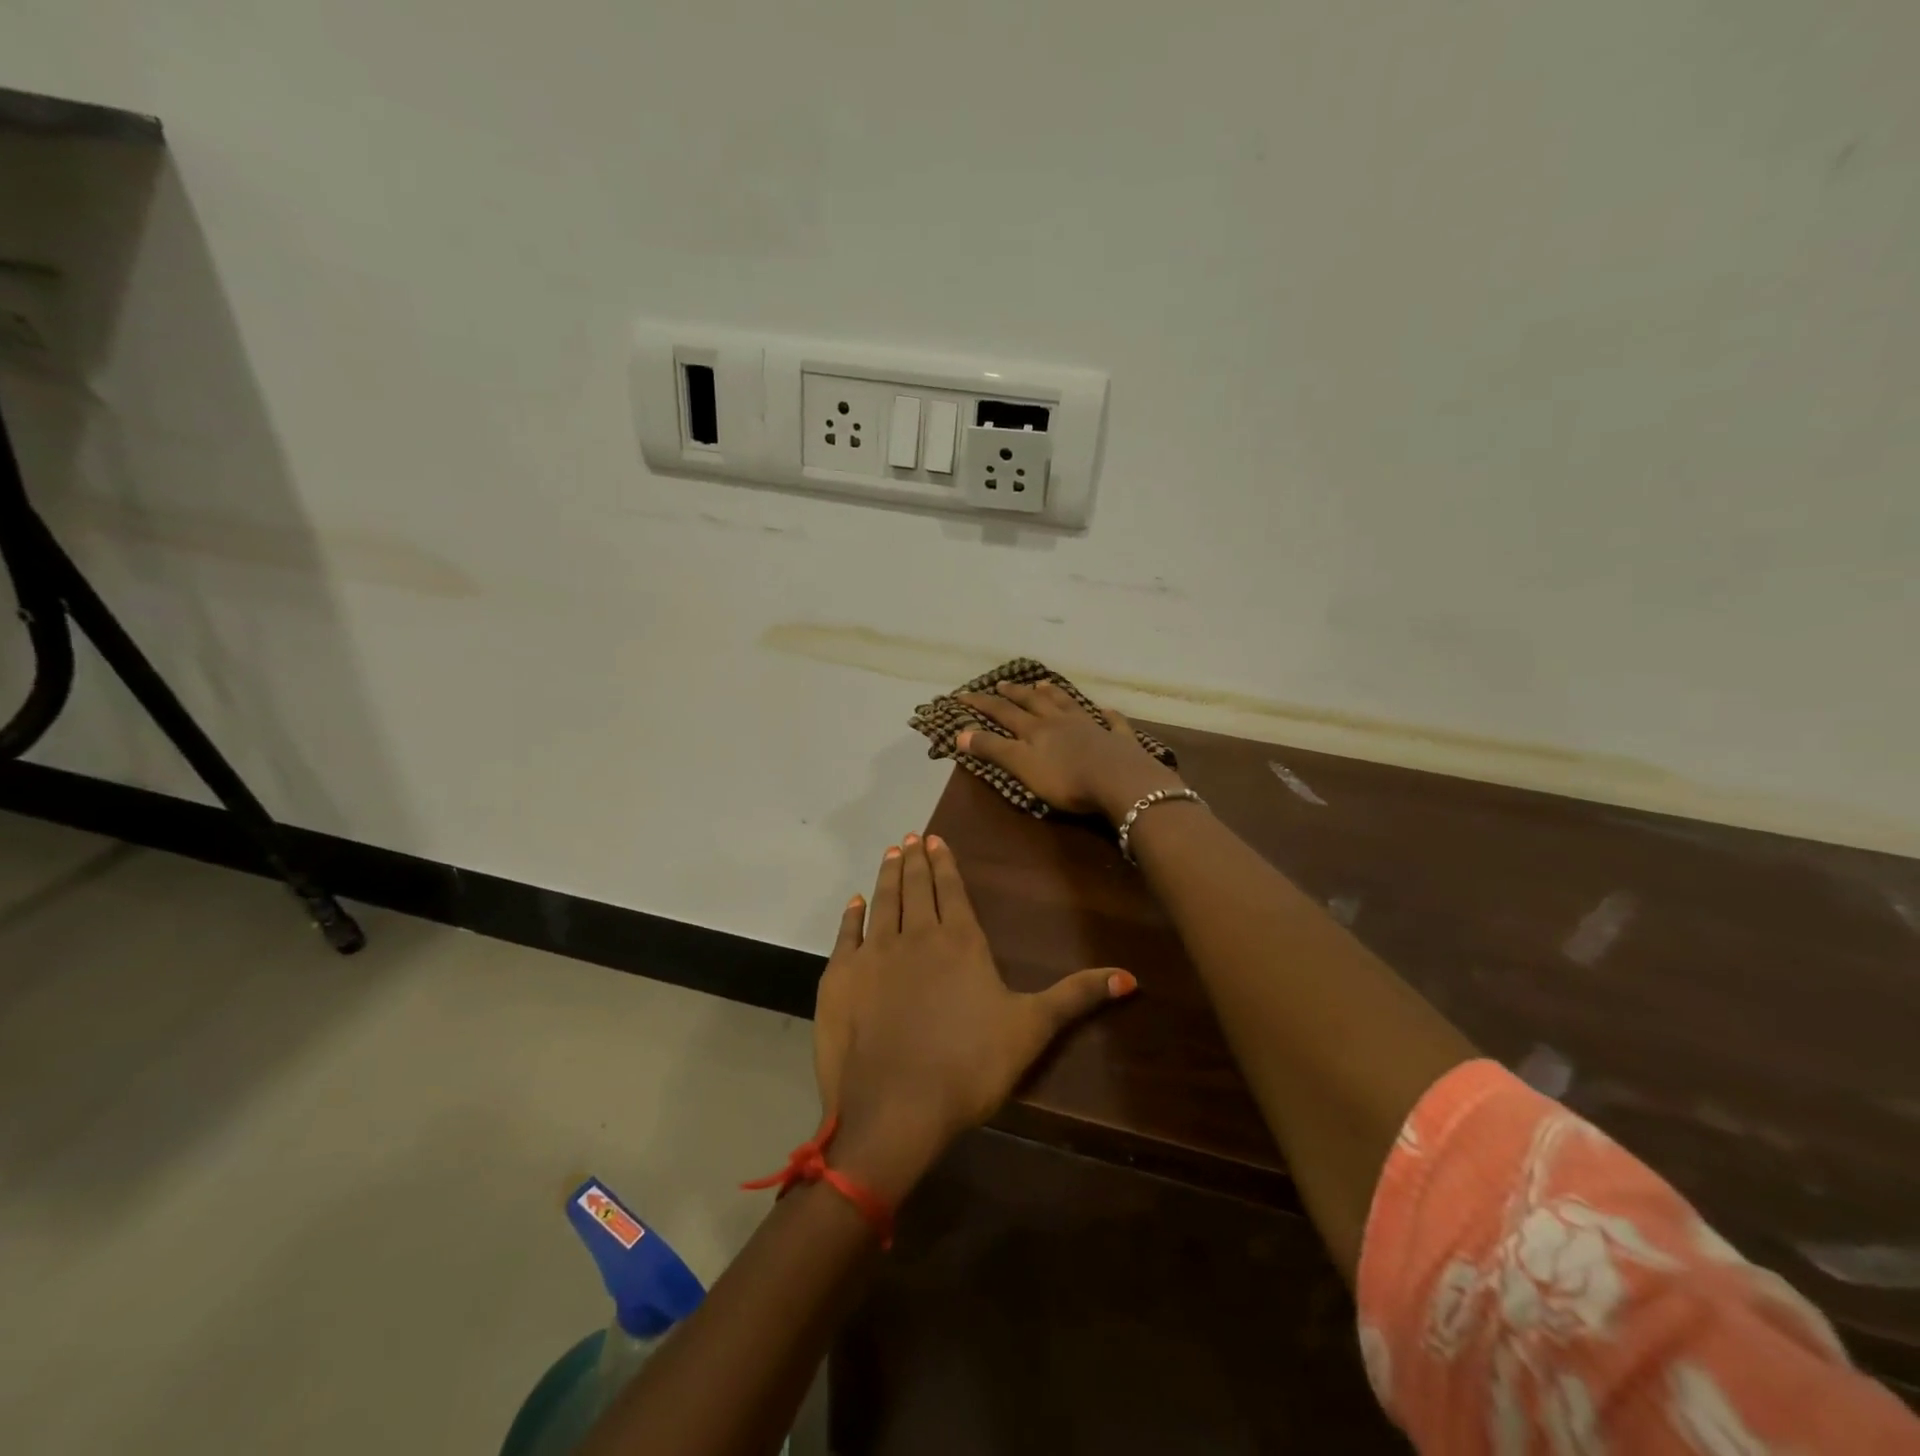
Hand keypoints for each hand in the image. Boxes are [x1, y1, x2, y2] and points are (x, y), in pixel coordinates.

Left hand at [811, 833, 1136, 1200]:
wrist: (894, 1108)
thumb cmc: (969, 1066)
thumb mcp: (1031, 1030)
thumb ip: (1076, 997)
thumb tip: (1131, 977)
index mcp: (960, 942)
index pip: (952, 890)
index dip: (944, 863)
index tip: (935, 838)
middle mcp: (916, 936)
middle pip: (916, 888)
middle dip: (915, 860)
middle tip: (911, 837)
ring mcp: (874, 954)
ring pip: (883, 901)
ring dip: (888, 876)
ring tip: (891, 854)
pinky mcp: (840, 978)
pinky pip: (846, 935)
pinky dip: (851, 915)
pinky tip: (854, 902)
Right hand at [955, 682, 1184, 823]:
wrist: (1119, 781)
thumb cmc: (1066, 779)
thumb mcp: (1022, 766)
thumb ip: (993, 749)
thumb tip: (960, 733)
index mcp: (1035, 729)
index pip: (1002, 712)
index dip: (981, 704)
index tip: (962, 695)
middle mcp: (1061, 721)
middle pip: (1034, 703)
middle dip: (1015, 693)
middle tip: (1002, 683)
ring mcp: (1092, 727)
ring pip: (1068, 704)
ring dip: (1054, 694)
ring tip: (1043, 684)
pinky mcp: (1118, 740)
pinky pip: (1112, 723)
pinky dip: (1107, 716)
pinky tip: (1106, 711)